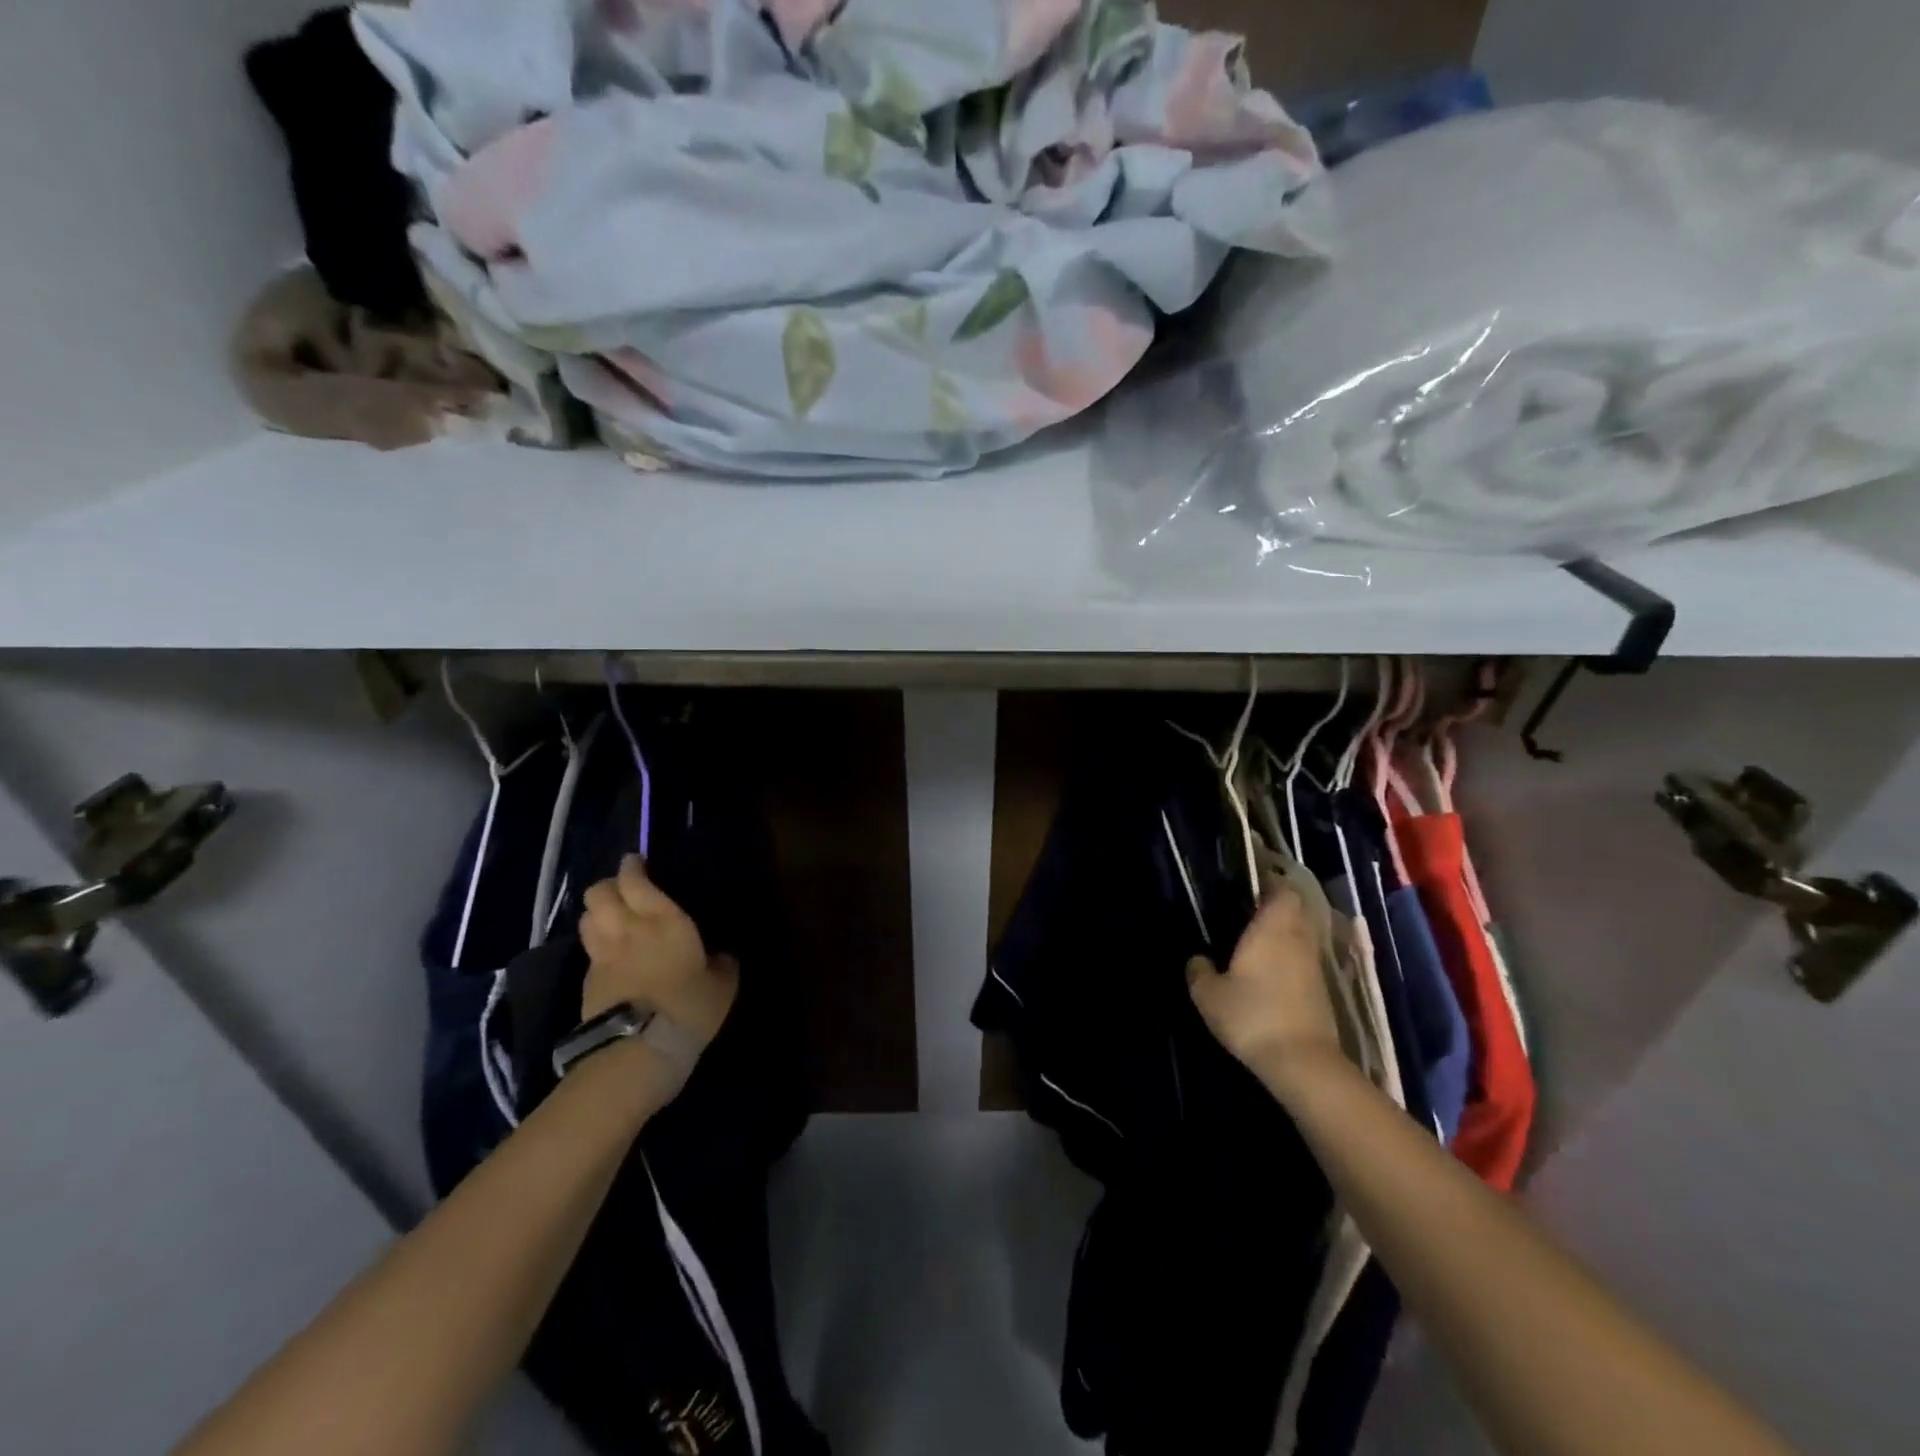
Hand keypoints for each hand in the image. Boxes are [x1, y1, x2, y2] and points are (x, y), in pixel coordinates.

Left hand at [579, 856, 738, 1059]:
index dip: (632, 867)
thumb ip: (722, 965)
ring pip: (587, 918)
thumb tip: (722, 957)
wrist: (638, 1051)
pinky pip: (589, 951)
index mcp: (662, 919)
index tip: (637, 862)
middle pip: (600, 893)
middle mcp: (627, 929)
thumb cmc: (688, 1007)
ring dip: (598, 913)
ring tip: (613, 918)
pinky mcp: (588, 983)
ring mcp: (602, 956)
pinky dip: (597, 945)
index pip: (634, 880)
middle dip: (610, 886)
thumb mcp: (722, 986)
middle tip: (625, 890)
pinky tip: (611, 955)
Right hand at [1186, 883, 1344, 1099]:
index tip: (1250, 885)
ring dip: (1286, 933)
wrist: (1302, 1062)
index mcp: (1272, 928)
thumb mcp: (1209, 995)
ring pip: (1303, 935)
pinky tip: (1270, 971)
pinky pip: (1305, 959)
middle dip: (1278, 907)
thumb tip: (1197, 958)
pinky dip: (1291, 958)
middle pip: (1296, 910)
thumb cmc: (1252, 1015)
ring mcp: (1314, 965)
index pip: (1282, 891)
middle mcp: (1298, 939)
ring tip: (1257, 940)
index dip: (1270, 884)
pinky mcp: (1322, 990)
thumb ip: (1199, 971)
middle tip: (1249, 911)